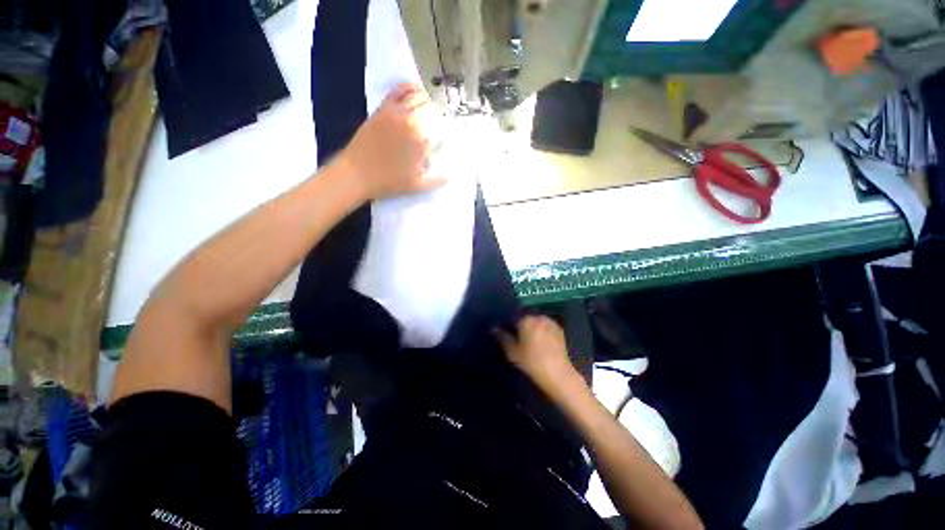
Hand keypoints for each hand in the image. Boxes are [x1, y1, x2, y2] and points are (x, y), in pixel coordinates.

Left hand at [338, 82, 445, 199]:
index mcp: (422, 140)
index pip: (441, 128)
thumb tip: (449, 173)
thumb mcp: (418, 185)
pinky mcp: (383, 108)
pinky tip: (415, 90)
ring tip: (429, 109)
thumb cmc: (390, 181)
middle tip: (437, 125)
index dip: (445, 131)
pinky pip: (399, 91)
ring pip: (418, 96)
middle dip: (437, 115)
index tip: (444, 138)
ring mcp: (397, 112)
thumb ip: (437, 180)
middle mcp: (412, 121)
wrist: (358, 173)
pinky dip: (409, 87)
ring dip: (427, 101)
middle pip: (432, 109)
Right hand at [495, 316, 582, 397]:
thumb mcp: (512, 352)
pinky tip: (543, 345)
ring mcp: (551, 323)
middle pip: (527, 320)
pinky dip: (544, 333)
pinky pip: (547, 328)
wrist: (558, 374)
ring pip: (537, 324)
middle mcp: (539, 318)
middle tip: (520, 342)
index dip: (510, 328)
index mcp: (526, 320)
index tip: (510, 338)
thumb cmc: (531, 362)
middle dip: (523, 328)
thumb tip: (493, 328)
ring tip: (532, 344)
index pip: (514, 319)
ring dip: (534, 330)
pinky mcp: (560, 331)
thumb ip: (502, 337)